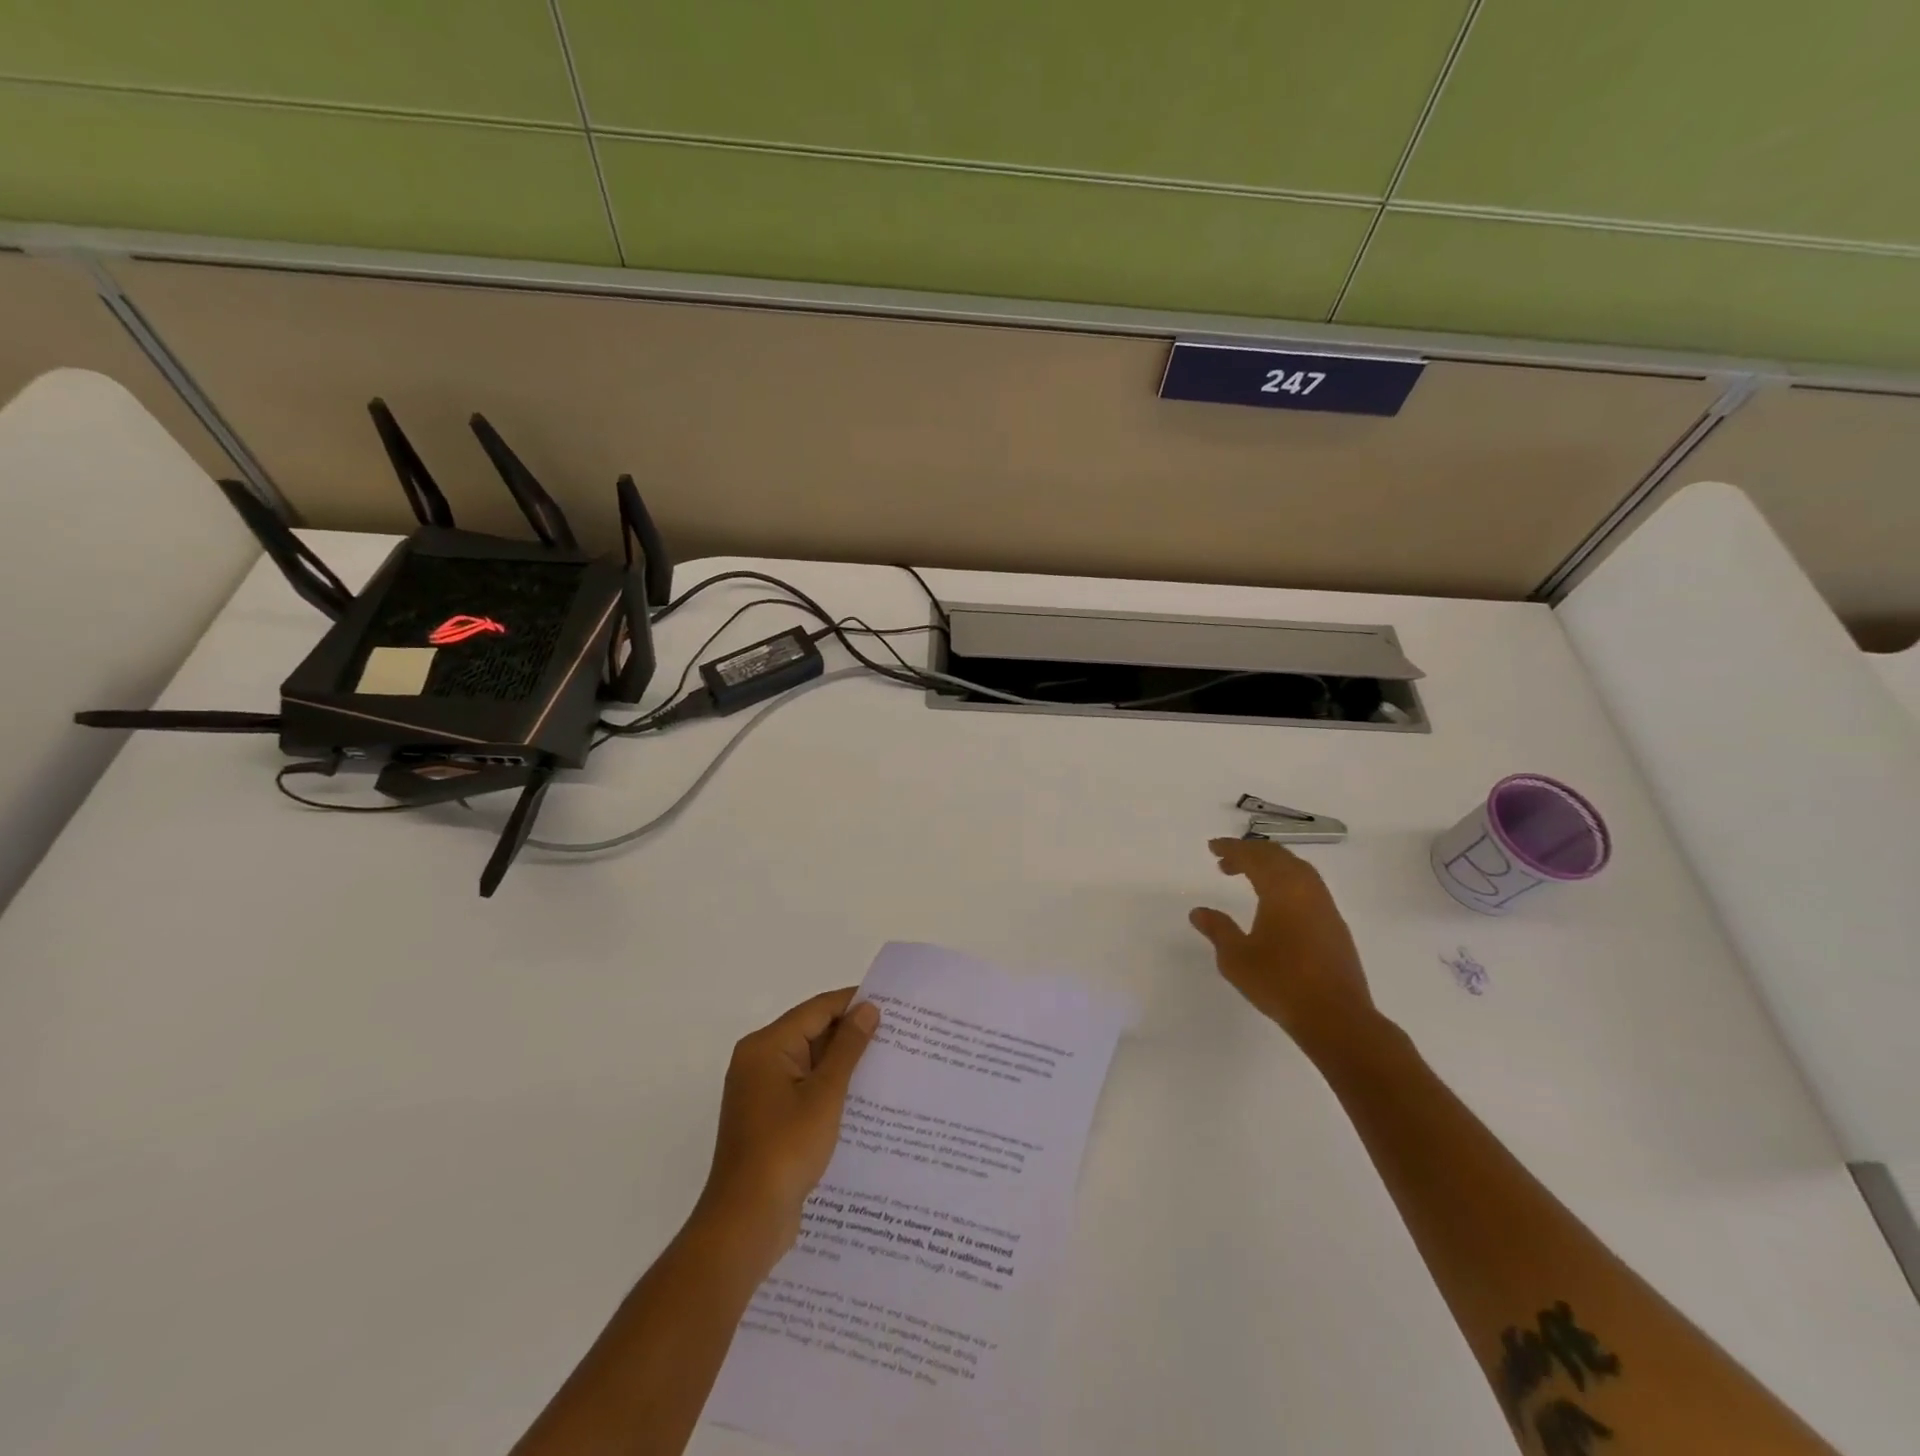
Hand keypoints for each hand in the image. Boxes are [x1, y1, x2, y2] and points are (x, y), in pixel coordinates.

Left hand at [696, 988, 879, 1267]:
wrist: (745, 1222)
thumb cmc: (785, 1149)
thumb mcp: (825, 1095)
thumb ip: (848, 1048)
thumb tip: (868, 1008)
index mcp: (766, 1046)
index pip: (817, 1009)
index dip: (853, 1003)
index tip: (893, 1004)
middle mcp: (759, 1061)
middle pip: (811, 1032)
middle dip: (851, 1033)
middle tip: (897, 1034)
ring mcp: (761, 1092)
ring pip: (810, 1062)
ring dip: (843, 1063)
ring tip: (887, 1062)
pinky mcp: (768, 1118)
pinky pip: (804, 1088)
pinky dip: (830, 1087)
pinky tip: (862, 1098)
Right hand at [1189, 838, 1376, 1057]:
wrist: (1336, 1017)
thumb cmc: (1280, 982)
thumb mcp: (1236, 957)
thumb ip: (1218, 929)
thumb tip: (1198, 912)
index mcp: (1281, 889)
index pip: (1253, 857)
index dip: (1231, 848)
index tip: (1212, 847)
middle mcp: (1306, 889)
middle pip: (1278, 856)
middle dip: (1250, 853)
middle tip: (1226, 861)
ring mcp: (1325, 906)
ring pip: (1297, 869)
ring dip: (1271, 866)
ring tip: (1248, 877)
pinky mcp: (1335, 925)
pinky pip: (1308, 886)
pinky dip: (1287, 881)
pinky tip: (1276, 902)